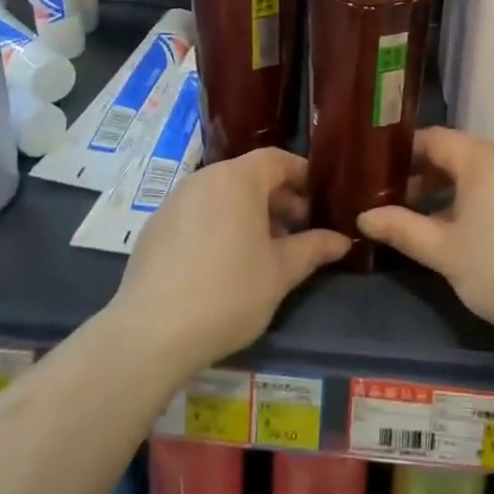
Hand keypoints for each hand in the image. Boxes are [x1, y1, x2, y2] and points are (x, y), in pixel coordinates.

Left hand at [112, 147, 349, 369]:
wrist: (151, 333)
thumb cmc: (228, 293)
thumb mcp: (280, 273)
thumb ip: (313, 249)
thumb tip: (342, 240)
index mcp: (237, 179)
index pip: (277, 159)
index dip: (302, 176)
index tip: (320, 200)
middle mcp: (204, 178)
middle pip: (249, 176)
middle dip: (278, 200)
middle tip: (298, 232)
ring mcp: (174, 201)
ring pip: (222, 195)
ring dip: (248, 214)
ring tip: (265, 251)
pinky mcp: (155, 227)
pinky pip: (197, 214)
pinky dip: (218, 226)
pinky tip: (224, 265)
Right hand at [358, 127, 493, 343]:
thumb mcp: (443, 251)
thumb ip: (401, 229)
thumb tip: (363, 218)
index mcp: (481, 158)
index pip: (432, 139)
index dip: (401, 154)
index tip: (374, 172)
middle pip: (453, 154)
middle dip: (420, 175)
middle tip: (388, 198)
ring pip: (474, 174)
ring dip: (444, 191)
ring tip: (416, 217)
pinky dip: (470, 200)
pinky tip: (457, 230)